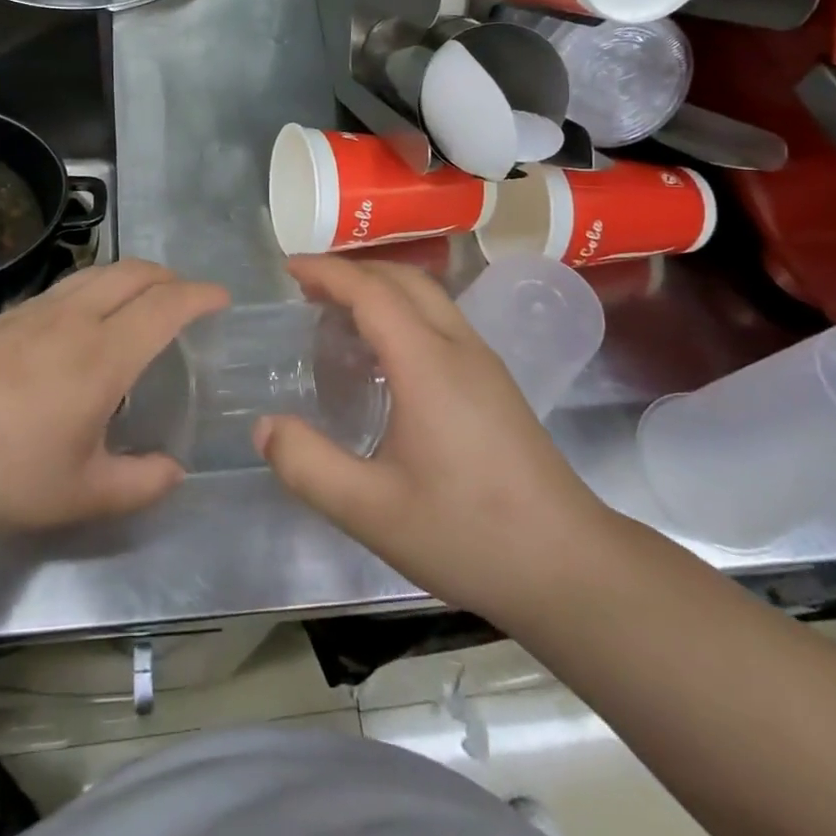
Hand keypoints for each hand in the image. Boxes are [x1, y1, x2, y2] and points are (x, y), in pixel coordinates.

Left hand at [0, 259, 227, 534]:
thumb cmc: (6, 475)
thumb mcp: (82, 494)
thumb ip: (140, 483)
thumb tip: (175, 470)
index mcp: (103, 356)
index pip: (166, 305)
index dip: (200, 295)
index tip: (221, 298)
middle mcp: (73, 319)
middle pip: (134, 272)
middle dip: (170, 276)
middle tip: (186, 298)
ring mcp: (34, 311)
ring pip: (97, 271)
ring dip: (132, 276)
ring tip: (141, 302)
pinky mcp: (5, 316)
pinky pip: (66, 285)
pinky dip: (96, 287)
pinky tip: (84, 322)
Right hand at [255, 255, 610, 615]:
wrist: (571, 567)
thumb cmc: (469, 534)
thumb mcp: (372, 511)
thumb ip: (309, 466)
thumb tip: (264, 426)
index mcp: (428, 364)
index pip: (371, 292)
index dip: (328, 272)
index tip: (288, 267)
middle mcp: (459, 348)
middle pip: (404, 280)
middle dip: (353, 270)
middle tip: (307, 287)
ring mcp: (484, 363)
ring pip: (428, 297)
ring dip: (380, 288)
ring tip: (337, 313)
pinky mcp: (496, 384)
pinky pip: (441, 321)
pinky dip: (402, 311)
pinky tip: (384, 355)